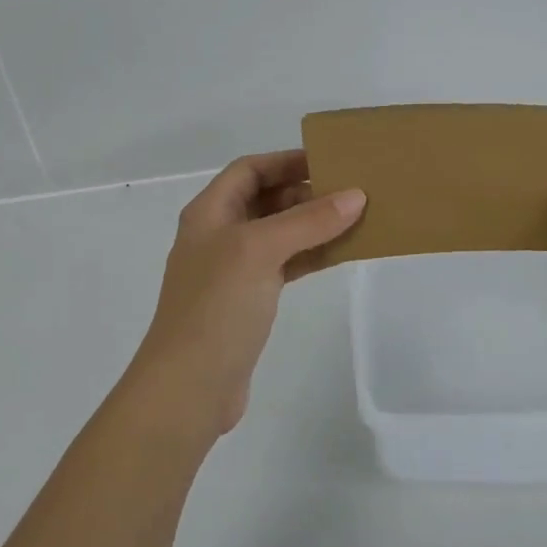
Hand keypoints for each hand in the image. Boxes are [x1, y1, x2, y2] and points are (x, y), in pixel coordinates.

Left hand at [126, 151, 365, 439]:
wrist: (189, 387)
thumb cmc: (217, 306)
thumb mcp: (260, 251)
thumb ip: (307, 221)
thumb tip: (355, 195)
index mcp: (210, 212)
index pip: (249, 170)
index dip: (286, 161)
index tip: (330, 160)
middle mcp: (219, 235)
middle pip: (266, 199)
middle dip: (306, 192)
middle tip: (352, 192)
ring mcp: (233, 270)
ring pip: (279, 234)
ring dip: (313, 225)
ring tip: (357, 219)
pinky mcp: (248, 301)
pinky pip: (285, 265)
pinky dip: (311, 256)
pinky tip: (340, 254)